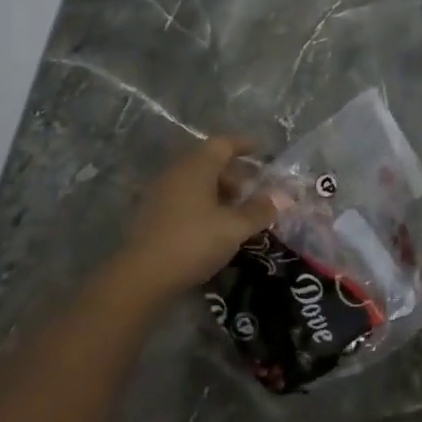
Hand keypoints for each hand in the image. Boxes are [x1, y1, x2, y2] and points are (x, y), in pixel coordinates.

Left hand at [115, 136, 275, 302]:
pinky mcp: (152, 215)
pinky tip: (213, 227)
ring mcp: (160, 193)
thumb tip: (280, 199)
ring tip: (236, 213)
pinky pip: (184, 198)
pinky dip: (203, 204)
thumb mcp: (234, 228)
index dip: (243, 145)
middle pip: (209, 162)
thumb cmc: (193, 241)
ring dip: (218, 192)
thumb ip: (259, 211)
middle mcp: (177, 173)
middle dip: (234, 174)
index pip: (222, 144)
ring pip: (196, 182)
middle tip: (253, 192)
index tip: (260, 150)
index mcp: (197, 167)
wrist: (141, 277)